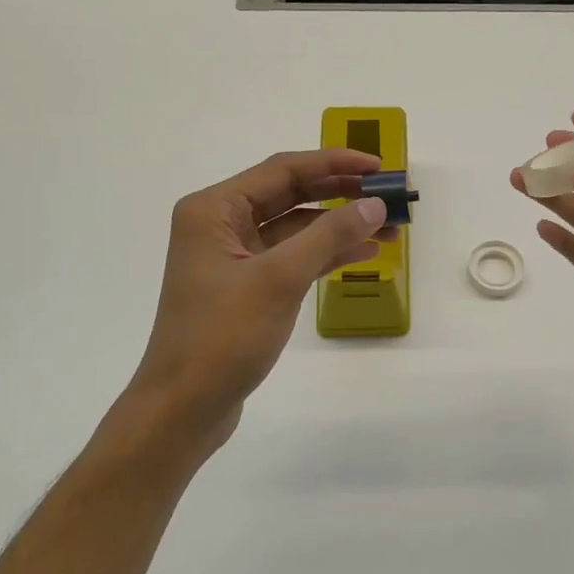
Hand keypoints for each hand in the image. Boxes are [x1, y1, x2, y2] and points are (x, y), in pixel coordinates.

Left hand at [112, 149, 394, 463]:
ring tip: (390, 228)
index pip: (283, 170)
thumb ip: (329, 235)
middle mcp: (221, 224)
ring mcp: (233, 256)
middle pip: (290, 194)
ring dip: (339, 225)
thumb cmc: (222, 337)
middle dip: (341, 193)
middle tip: (389, 194)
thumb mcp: (279, 279)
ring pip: (295, 227)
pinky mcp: (246, 285)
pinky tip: (364, 252)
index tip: (379, 167)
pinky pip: (292, 256)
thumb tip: (375, 204)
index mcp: (214, 209)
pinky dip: (325, 253)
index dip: (334, 164)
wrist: (182, 409)